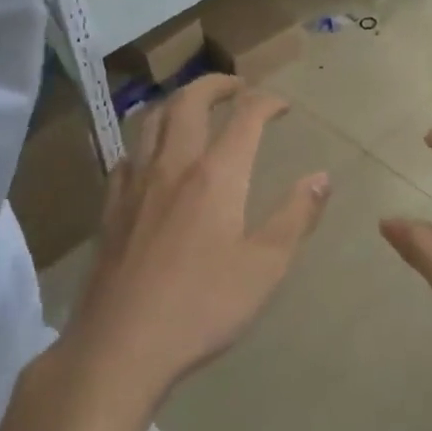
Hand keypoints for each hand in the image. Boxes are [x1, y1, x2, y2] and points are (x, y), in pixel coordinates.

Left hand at [63, 75, 330, 400]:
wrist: (120, 346)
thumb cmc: (203, 306)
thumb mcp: (266, 266)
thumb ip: (296, 216)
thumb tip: (322, 177)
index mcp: (216, 175)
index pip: (245, 117)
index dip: (267, 102)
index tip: (283, 105)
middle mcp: (172, 166)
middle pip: (188, 102)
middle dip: (215, 84)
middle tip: (236, 86)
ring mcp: (134, 185)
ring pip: (150, 120)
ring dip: (177, 102)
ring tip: (194, 108)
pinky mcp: (110, 208)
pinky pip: (127, 154)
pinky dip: (147, 139)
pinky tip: (152, 157)